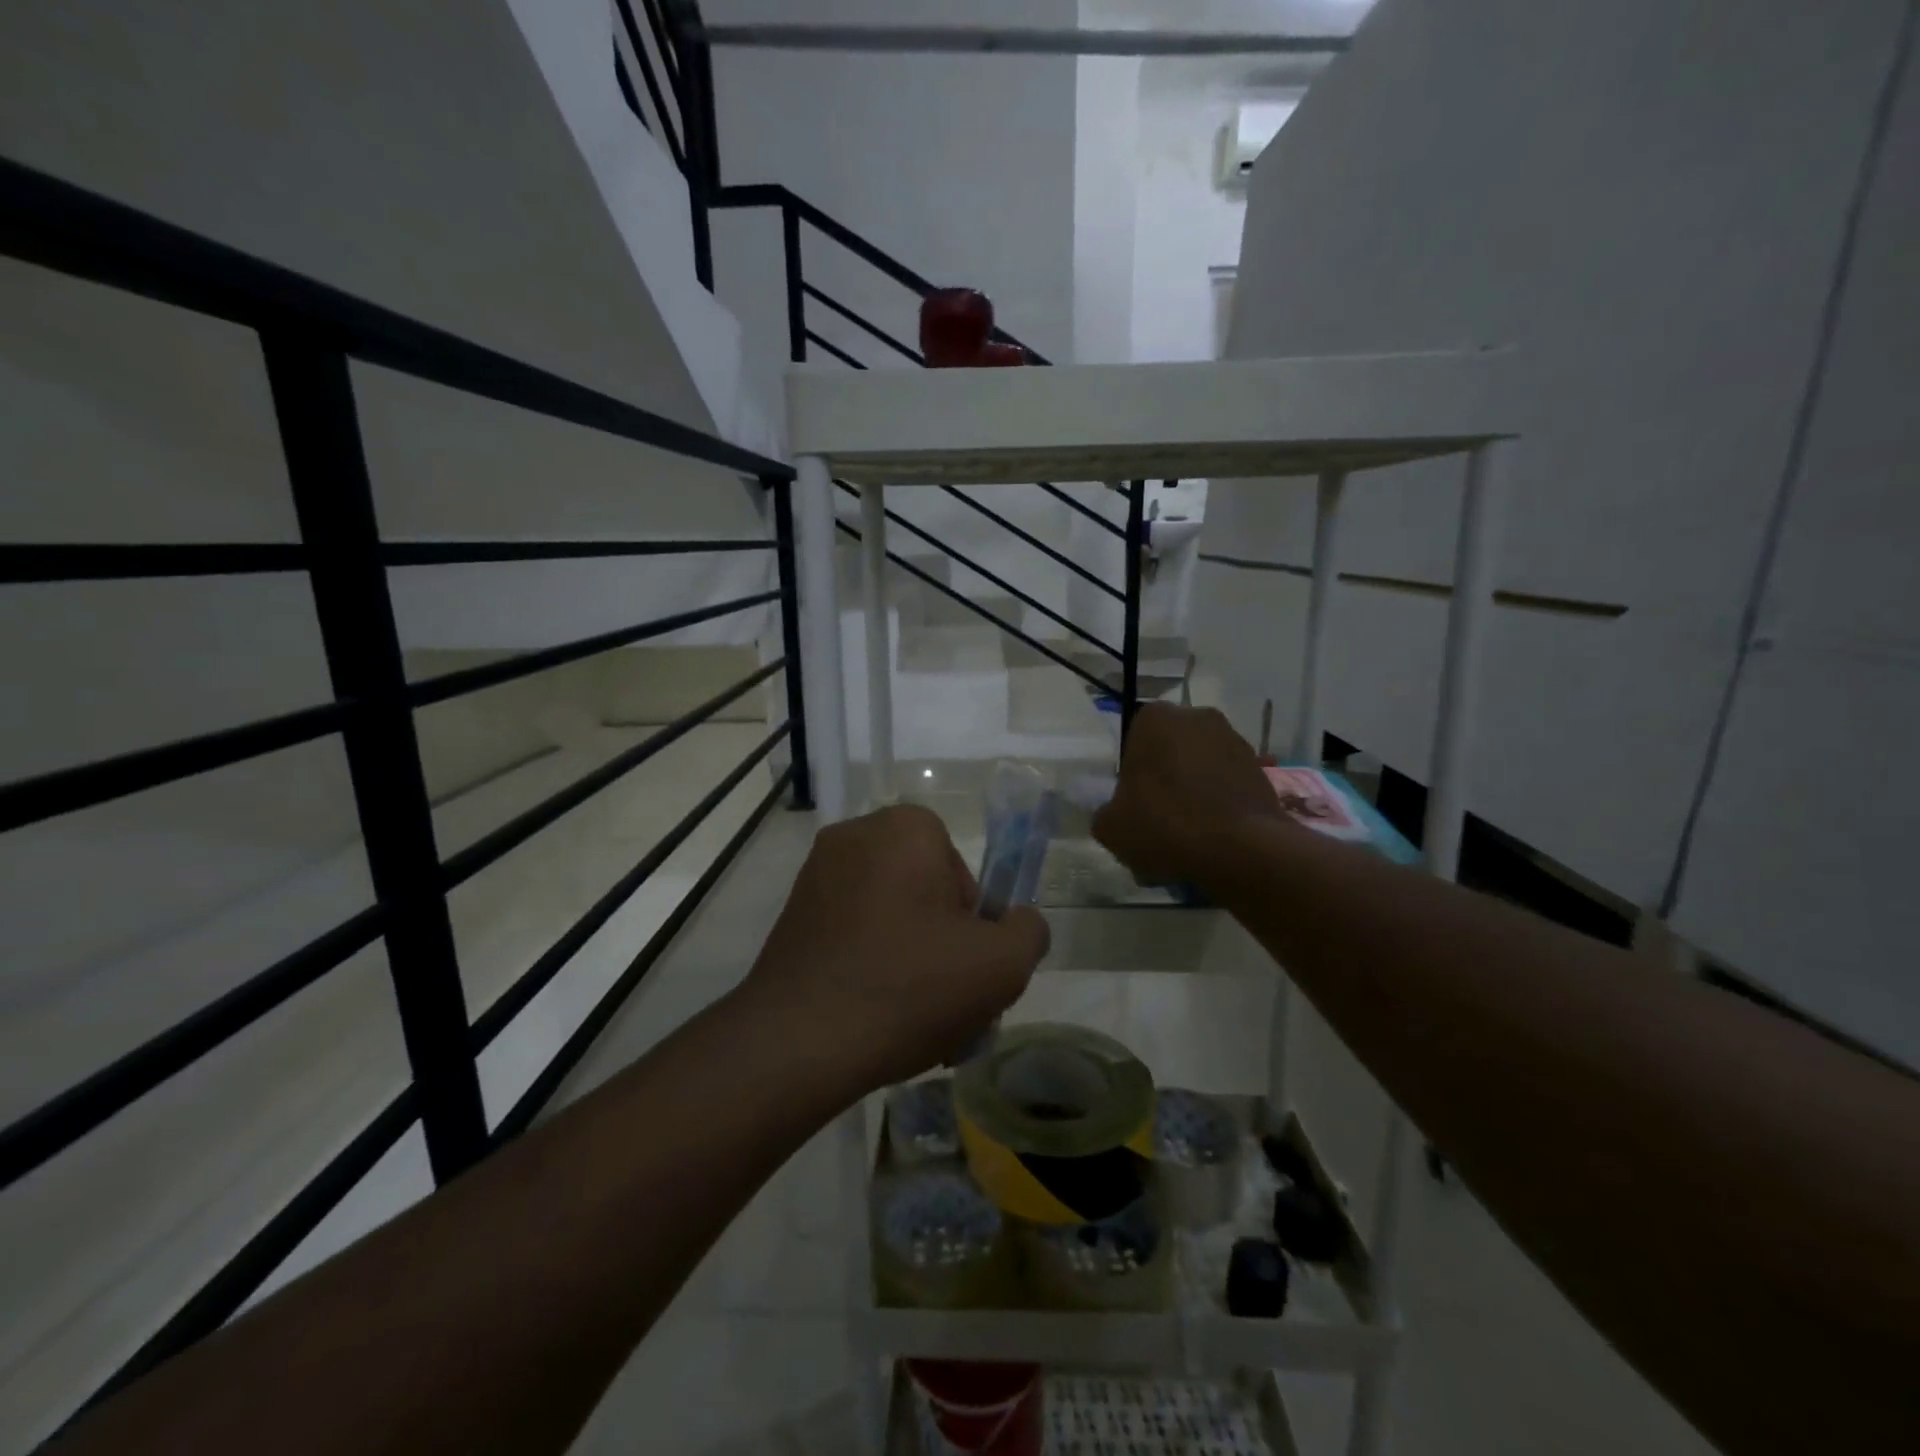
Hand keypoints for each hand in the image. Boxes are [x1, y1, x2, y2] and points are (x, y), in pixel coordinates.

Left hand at [743, 805, 1049, 1091]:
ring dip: (909, 959)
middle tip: (946, 998)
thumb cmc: (910, 986)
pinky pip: (851, 933)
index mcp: (905, 829)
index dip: (972, 920)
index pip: (959, 868)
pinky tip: (875, 1018)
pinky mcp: (791, 915)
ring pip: (889, 916)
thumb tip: (1018, 922)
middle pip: (924, 891)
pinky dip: (870, 965)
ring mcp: (815, 875)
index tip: (965, 962)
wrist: (799, 1042)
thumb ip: (1028, 932)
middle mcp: (855, 836)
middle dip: (942, 942)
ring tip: (915, 1022)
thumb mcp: (1001, 964)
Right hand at [1093, 704, 1287, 887]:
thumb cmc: (1164, 825)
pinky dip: (1220, 802)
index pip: (1134, 741)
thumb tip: (1116, 813)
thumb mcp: (1110, 827)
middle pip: (1170, 750)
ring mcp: (1235, 740)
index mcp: (1154, 719)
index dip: (1132, 774)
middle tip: (1159, 817)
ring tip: (1190, 832)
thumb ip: (1106, 812)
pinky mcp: (1260, 768)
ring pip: (1201, 766)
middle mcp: (1197, 718)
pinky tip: (1214, 836)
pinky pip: (1228, 784)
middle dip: (1165, 777)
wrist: (1240, 849)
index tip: (1134, 803)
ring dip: (1194, 789)